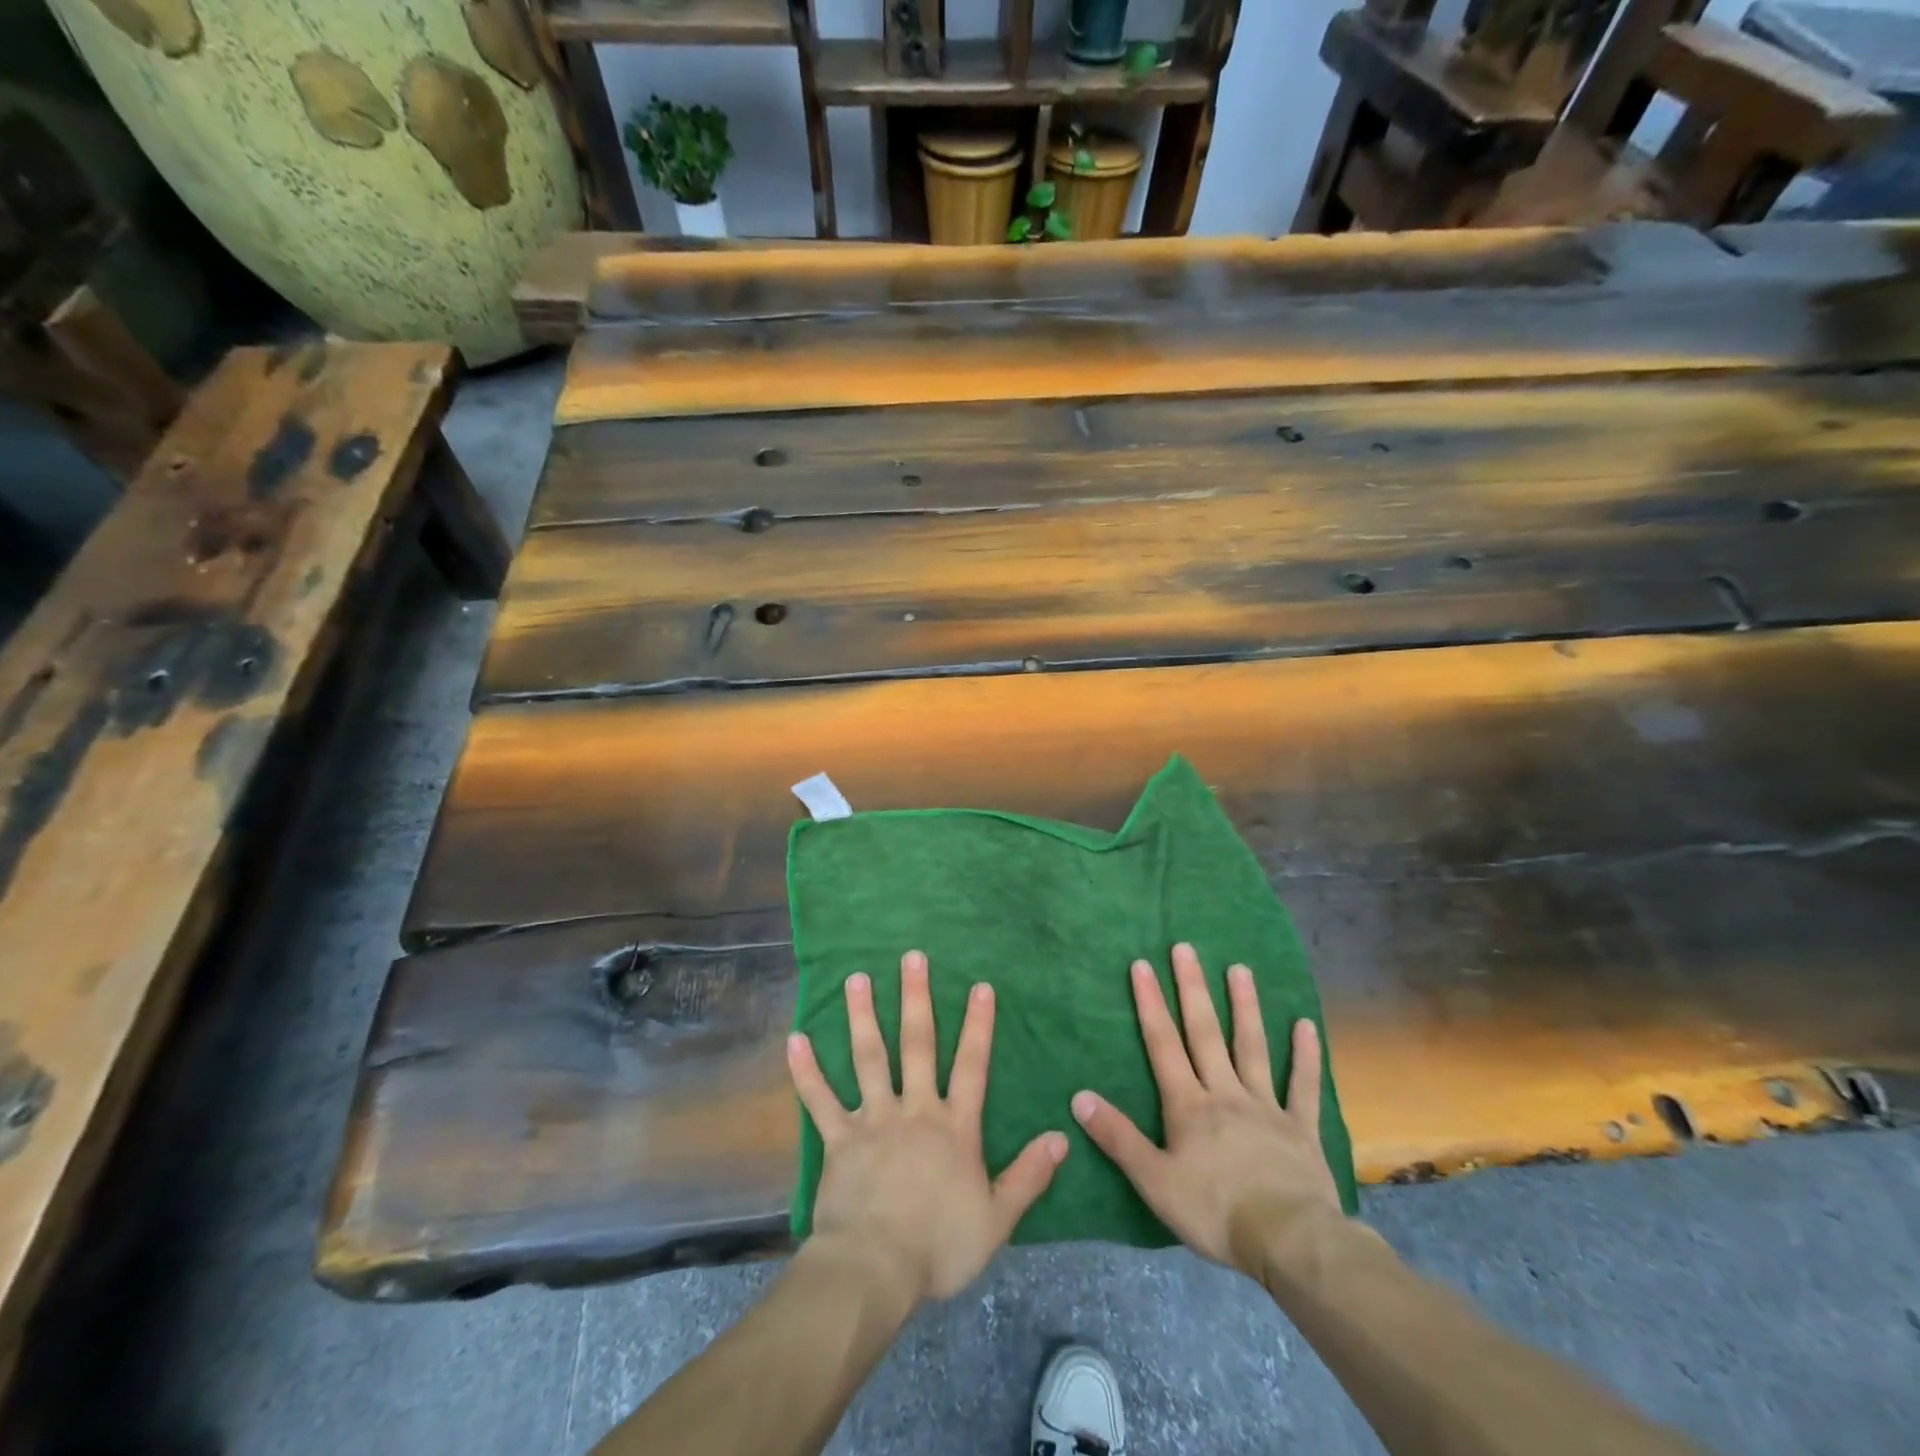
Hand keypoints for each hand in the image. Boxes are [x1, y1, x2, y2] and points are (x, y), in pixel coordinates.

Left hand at [787, 950, 1068, 1305]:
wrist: (876, 1270)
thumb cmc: (940, 1246)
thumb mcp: (998, 1218)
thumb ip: (1029, 1176)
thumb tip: (1061, 1137)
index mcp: (954, 1127)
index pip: (972, 1066)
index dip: (978, 1026)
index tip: (979, 985)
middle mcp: (915, 1110)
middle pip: (917, 1045)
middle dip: (916, 998)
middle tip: (912, 957)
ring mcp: (874, 1120)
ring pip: (869, 1058)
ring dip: (862, 1016)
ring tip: (857, 977)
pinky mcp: (839, 1139)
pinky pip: (821, 1100)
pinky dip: (807, 1071)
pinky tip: (795, 1039)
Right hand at [1071, 943, 1339, 1278]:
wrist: (1289, 1242)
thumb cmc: (1215, 1212)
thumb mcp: (1154, 1181)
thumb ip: (1118, 1137)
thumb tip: (1078, 1097)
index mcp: (1189, 1105)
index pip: (1163, 1044)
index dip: (1150, 1004)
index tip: (1142, 965)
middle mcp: (1225, 1093)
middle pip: (1205, 1033)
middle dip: (1193, 989)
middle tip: (1186, 948)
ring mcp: (1266, 1106)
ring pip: (1252, 1048)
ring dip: (1245, 1007)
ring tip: (1239, 968)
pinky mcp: (1300, 1128)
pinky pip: (1302, 1086)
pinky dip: (1304, 1056)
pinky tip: (1305, 1024)